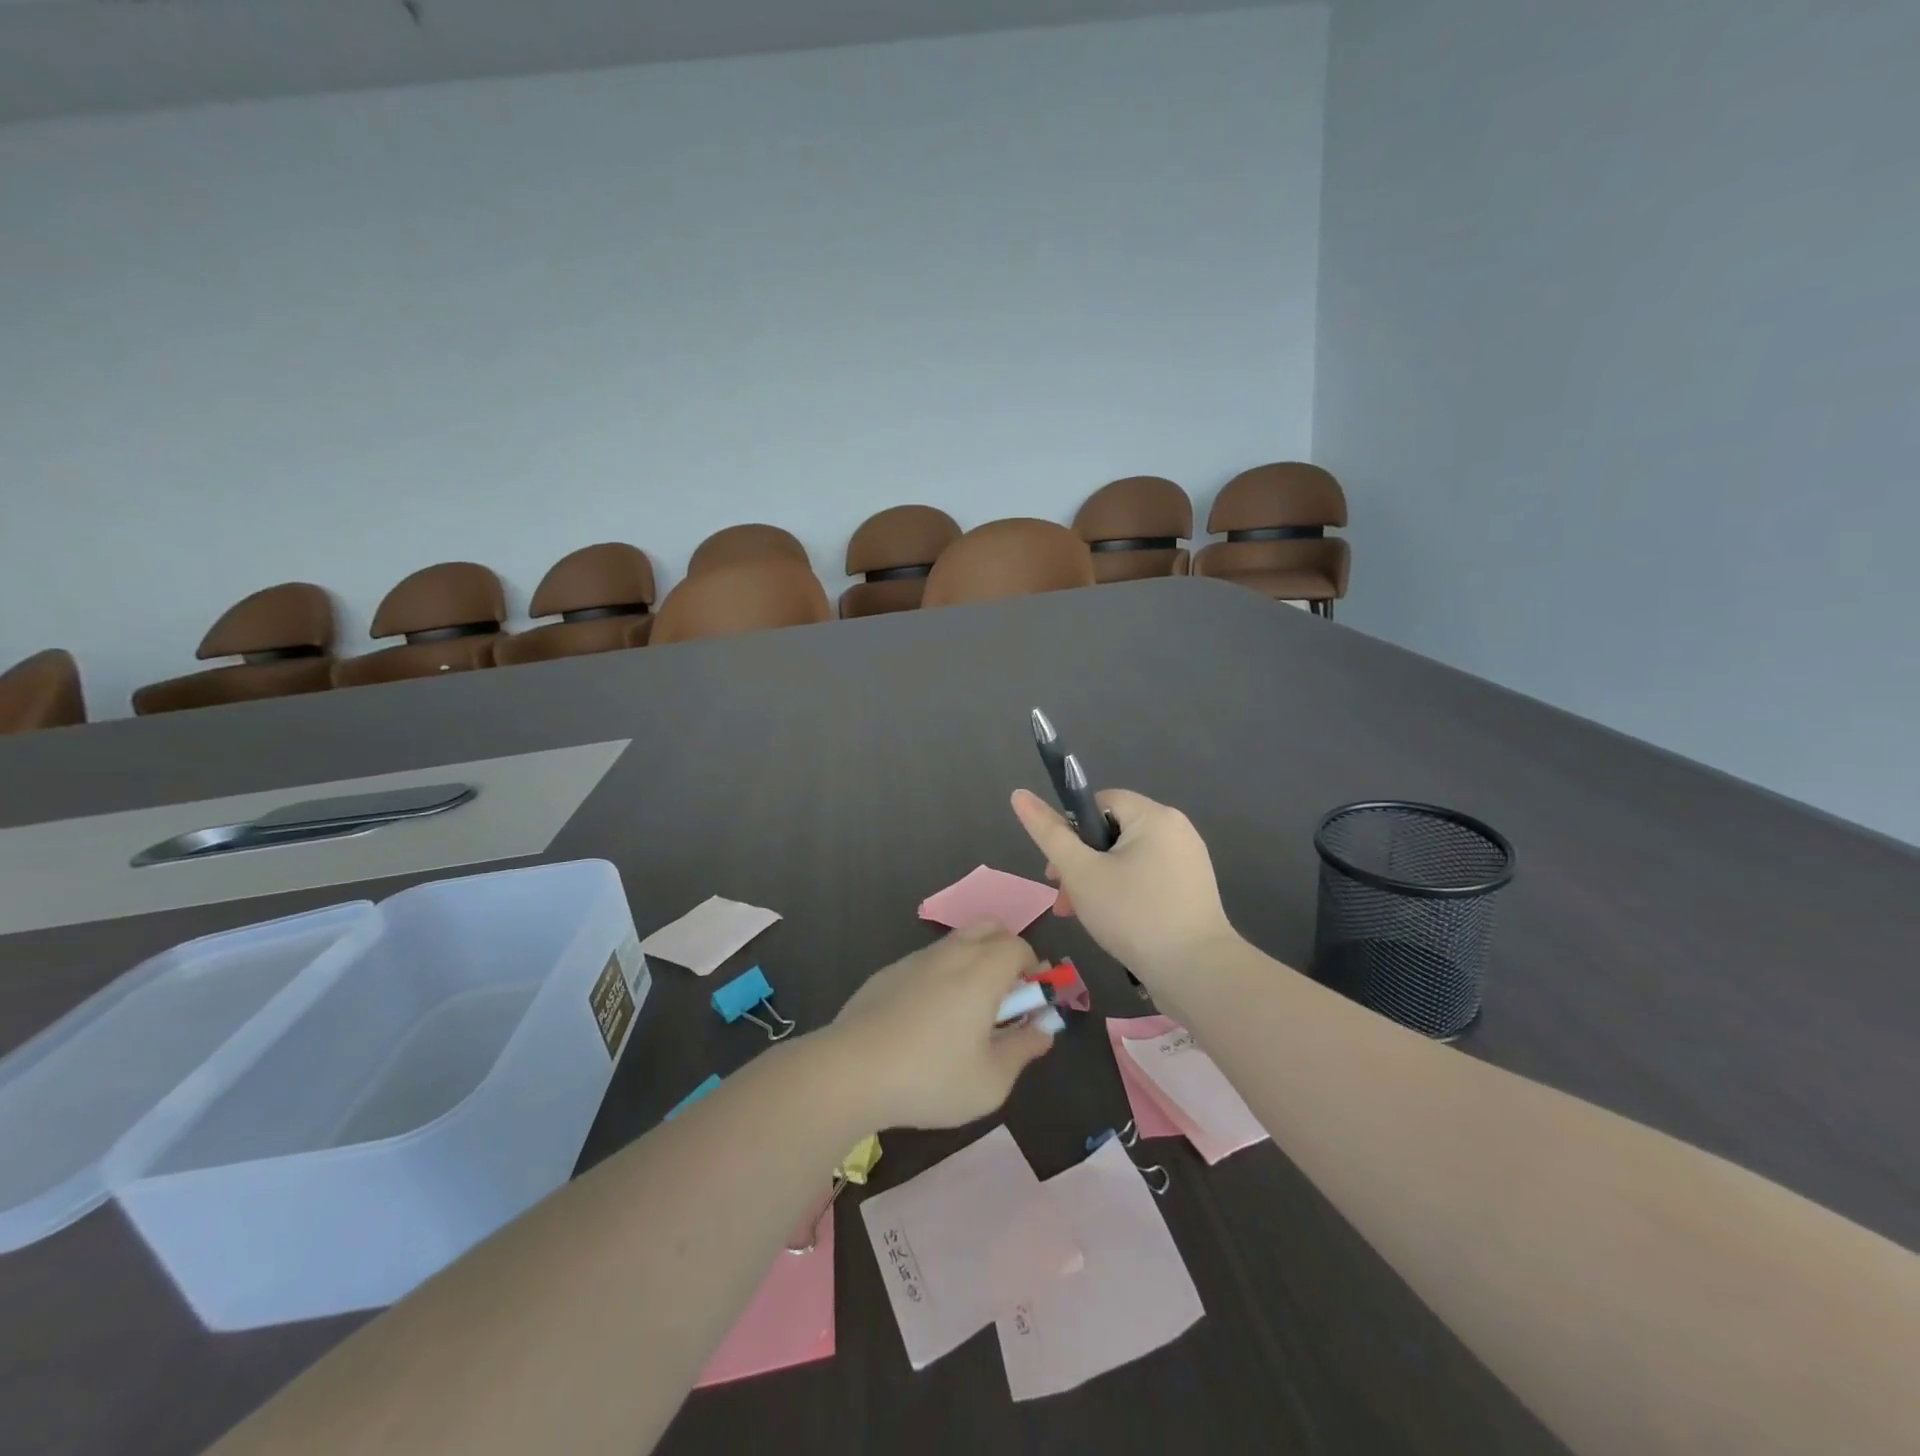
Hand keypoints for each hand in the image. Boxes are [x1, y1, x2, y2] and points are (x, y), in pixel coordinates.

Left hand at [828, 925, 1056, 1130]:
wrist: (851, 1070)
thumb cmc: (930, 1078)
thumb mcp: (990, 1081)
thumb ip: (1023, 1050)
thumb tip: (1043, 1031)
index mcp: (982, 971)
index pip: (1019, 946)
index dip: (1032, 969)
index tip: (1029, 1003)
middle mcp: (951, 953)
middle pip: (989, 927)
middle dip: (1006, 952)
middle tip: (1004, 997)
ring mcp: (915, 959)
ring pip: (956, 942)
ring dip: (973, 962)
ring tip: (966, 1013)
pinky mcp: (888, 972)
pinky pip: (927, 961)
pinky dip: (941, 975)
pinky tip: (926, 1020)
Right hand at [1011, 787, 1237, 991]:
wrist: (1198, 972)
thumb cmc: (1133, 914)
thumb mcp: (1080, 873)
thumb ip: (1049, 834)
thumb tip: (1019, 794)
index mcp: (1154, 815)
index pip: (1099, 802)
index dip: (1071, 831)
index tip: (1058, 870)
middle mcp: (1176, 829)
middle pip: (1112, 832)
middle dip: (1081, 864)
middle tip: (1065, 901)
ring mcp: (1189, 860)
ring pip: (1128, 859)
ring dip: (1099, 881)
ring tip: (1083, 916)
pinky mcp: (1193, 889)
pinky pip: (1148, 877)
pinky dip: (1125, 892)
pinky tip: (1115, 923)